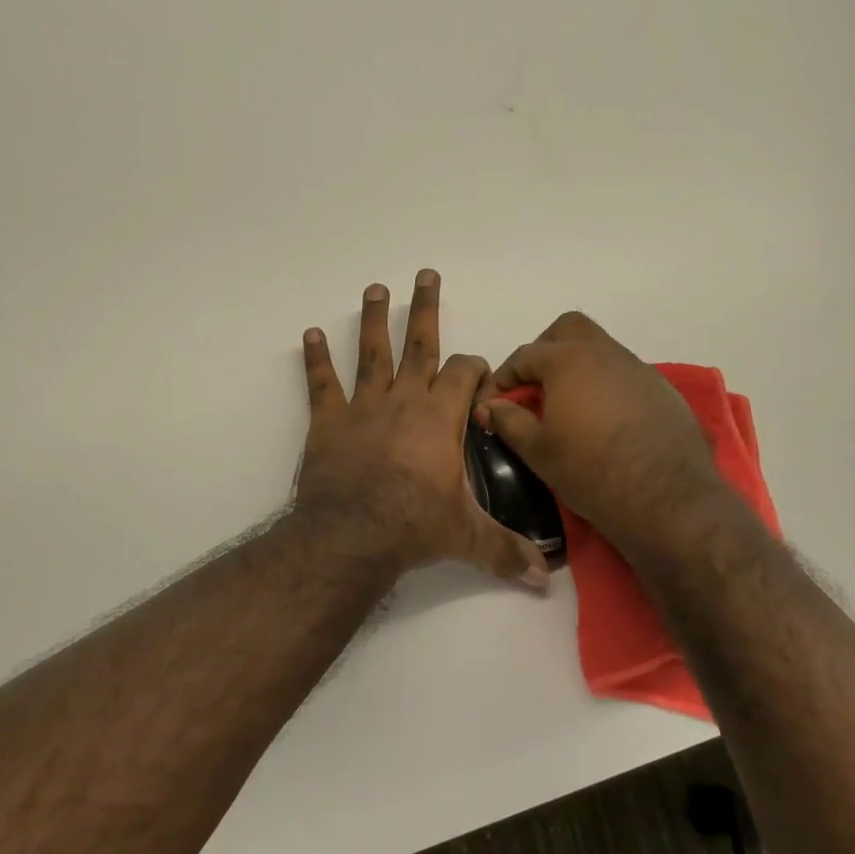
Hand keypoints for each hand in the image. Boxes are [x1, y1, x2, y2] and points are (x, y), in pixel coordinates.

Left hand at [295, 271, 549, 587]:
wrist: (351, 535)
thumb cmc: (414, 527)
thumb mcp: (467, 538)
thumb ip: (506, 552)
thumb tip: (544, 579)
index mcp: (441, 417)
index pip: (465, 374)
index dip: (474, 366)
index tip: (478, 368)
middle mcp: (404, 400)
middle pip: (419, 344)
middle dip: (425, 308)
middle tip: (425, 274)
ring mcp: (364, 406)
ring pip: (372, 352)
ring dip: (374, 319)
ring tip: (375, 289)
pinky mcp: (328, 421)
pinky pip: (321, 383)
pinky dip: (316, 359)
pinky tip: (310, 335)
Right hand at [473, 312, 750, 568]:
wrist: (667, 500)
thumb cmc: (590, 471)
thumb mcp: (537, 450)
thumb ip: (508, 421)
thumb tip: (489, 407)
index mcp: (569, 360)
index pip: (524, 356)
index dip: (502, 379)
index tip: (491, 405)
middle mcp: (606, 353)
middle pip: (567, 330)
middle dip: (544, 351)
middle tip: (532, 388)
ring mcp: (639, 369)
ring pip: (600, 350)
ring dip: (577, 368)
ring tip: (566, 407)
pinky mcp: (663, 391)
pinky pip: (624, 375)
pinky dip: (605, 386)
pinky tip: (603, 421)